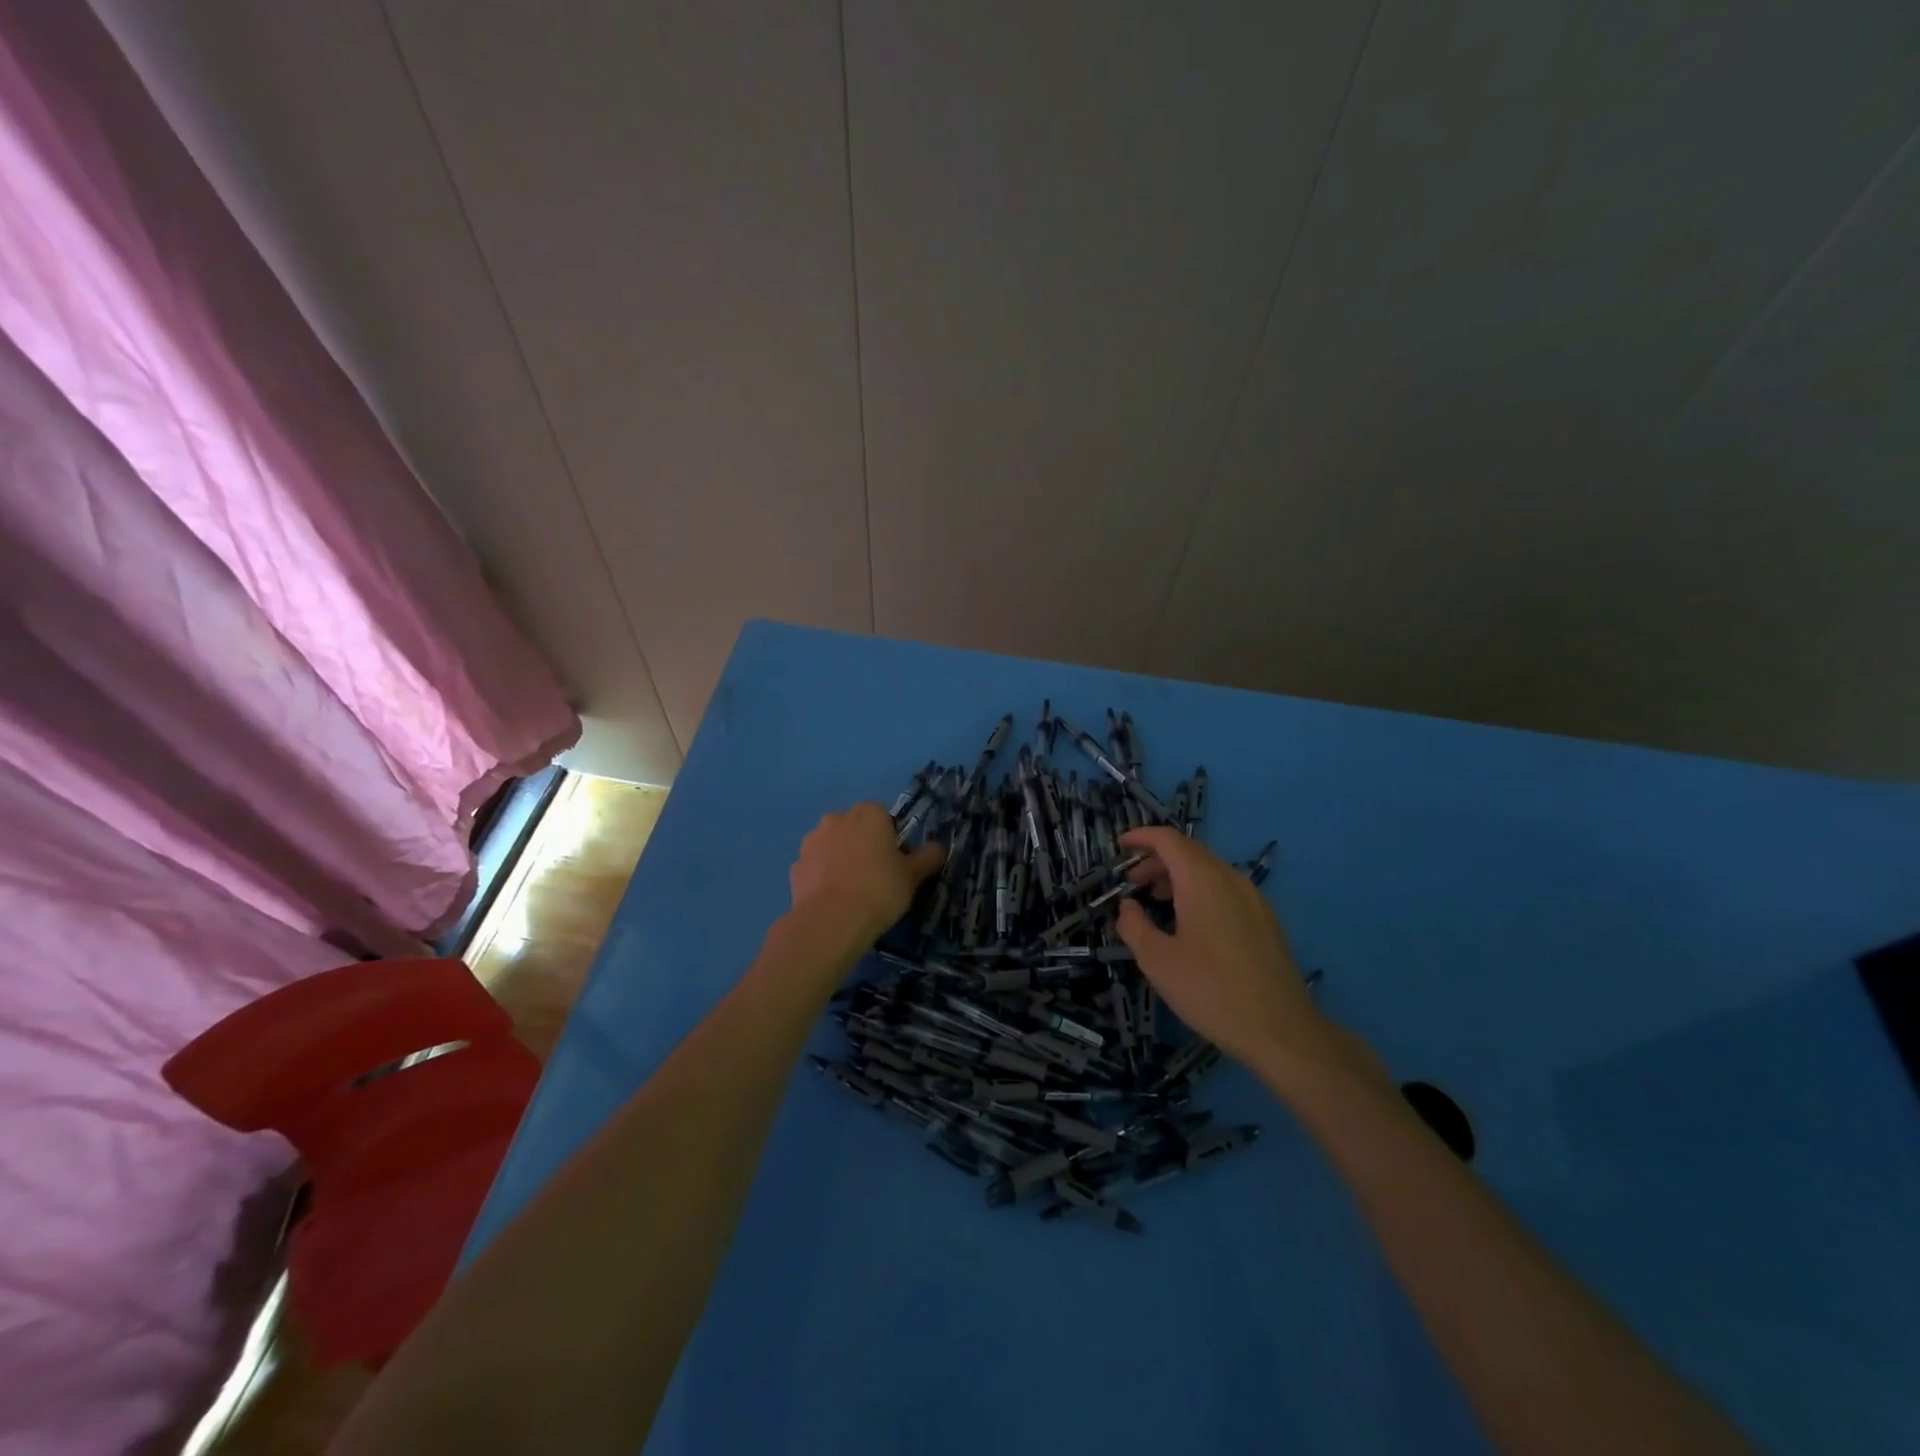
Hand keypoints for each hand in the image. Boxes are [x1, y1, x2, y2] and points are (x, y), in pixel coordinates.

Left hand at [787, 803, 943, 946]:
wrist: (831, 921)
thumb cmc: (879, 890)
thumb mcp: (913, 876)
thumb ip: (927, 857)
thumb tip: (938, 848)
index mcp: (869, 814)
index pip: (883, 815)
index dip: (891, 836)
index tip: (896, 860)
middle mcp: (837, 819)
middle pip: (855, 826)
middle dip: (863, 843)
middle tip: (876, 874)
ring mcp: (812, 841)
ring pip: (832, 844)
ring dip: (840, 857)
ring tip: (851, 889)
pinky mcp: (795, 865)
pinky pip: (815, 865)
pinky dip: (822, 876)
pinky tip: (832, 899)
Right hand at [1115, 827, 1337, 1076]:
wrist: (1281, 1031)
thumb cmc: (1211, 991)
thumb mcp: (1157, 961)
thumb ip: (1134, 926)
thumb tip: (1127, 906)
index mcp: (1202, 881)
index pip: (1168, 840)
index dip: (1141, 837)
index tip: (1119, 847)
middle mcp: (1231, 879)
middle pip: (1189, 852)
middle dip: (1157, 860)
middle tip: (1133, 883)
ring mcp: (1254, 899)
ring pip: (1210, 871)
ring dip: (1179, 877)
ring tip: (1157, 902)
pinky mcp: (1266, 921)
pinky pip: (1227, 890)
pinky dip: (1201, 891)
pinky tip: (1191, 924)